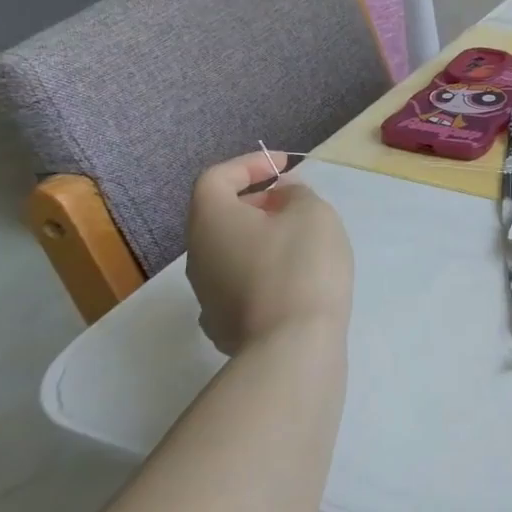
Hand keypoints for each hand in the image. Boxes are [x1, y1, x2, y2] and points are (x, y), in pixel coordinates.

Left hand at [185, 154, 354, 356]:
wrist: (292, 346)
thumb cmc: (301, 266)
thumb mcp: (313, 214)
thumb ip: (297, 194)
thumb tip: (282, 195)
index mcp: (212, 219)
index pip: (216, 178)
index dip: (249, 165)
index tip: (284, 165)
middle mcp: (198, 254)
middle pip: (219, 216)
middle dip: (256, 202)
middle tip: (293, 201)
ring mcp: (206, 294)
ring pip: (229, 251)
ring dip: (259, 237)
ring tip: (299, 240)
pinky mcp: (222, 324)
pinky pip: (238, 283)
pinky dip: (260, 270)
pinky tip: (290, 280)